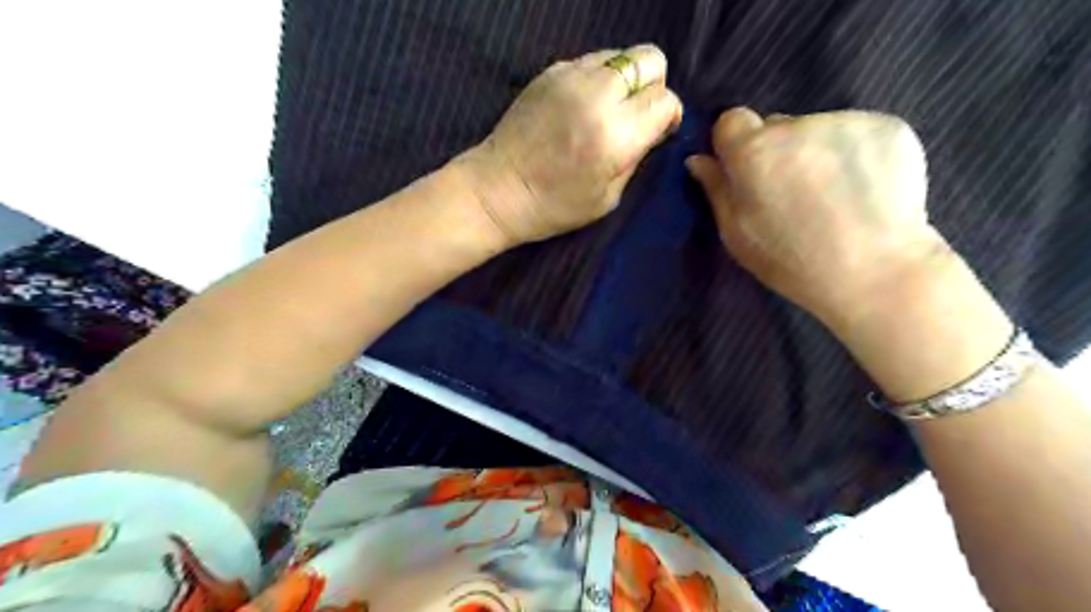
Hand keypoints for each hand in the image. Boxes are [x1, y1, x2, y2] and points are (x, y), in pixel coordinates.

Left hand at [460, 43, 677, 242]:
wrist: (498, 190)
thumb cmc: (554, 206)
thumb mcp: (608, 197)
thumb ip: (637, 157)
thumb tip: (654, 129)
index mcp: (615, 135)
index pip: (665, 100)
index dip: (669, 115)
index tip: (658, 131)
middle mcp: (597, 96)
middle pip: (649, 59)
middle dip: (653, 86)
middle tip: (637, 114)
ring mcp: (570, 77)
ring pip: (620, 54)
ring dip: (624, 80)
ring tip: (607, 110)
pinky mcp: (549, 72)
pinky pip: (591, 61)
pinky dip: (597, 79)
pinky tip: (582, 106)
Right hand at [690, 107, 947, 322]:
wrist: (875, 271)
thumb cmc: (792, 261)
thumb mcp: (737, 235)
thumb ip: (716, 190)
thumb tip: (698, 159)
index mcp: (754, 152)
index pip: (731, 121)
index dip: (735, 145)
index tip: (746, 173)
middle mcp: (797, 125)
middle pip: (776, 125)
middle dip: (776, 151)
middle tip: (791, 193)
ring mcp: (846, 122)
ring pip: (817, 129)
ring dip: (816, 152)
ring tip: (832, 196)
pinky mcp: (890, 126)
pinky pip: (855, 132)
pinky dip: (854, 153)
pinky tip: (862, 188)